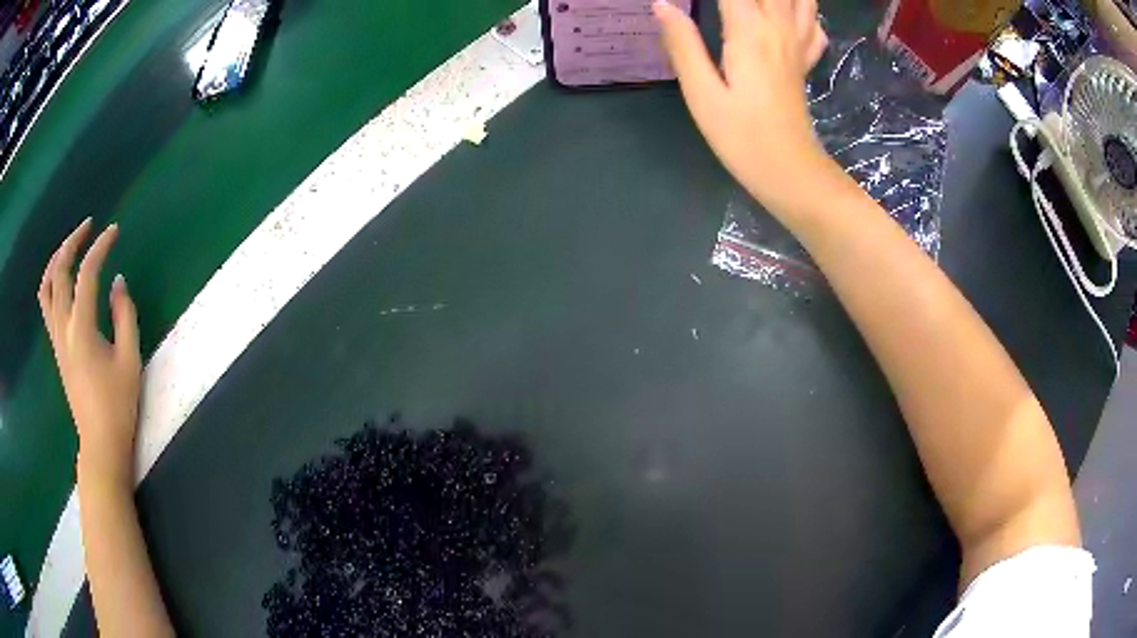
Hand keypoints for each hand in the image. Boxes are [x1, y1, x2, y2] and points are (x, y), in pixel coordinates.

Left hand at [39, 219, 140, 488]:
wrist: (100, 443)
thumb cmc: (118, 405)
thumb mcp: (130, 359)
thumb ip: (124, 315)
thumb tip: (117, 282)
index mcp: (81, 328)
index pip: (87, 273)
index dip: (100, 247)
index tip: (114, 231)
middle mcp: (63, 327)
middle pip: (59, 272)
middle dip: (72, 242)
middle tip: (89, 227)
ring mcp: (57, 338)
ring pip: (47, 287)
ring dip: (57, 260)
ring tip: (70, 247)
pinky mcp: (57, 348)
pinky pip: (47, 305)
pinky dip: (52, 282)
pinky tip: (63, 280)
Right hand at [654, 0, 828, 210]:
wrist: (791, 171)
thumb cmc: (742, 137)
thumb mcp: (702, 94)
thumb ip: (683, 44)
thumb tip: (661, 5)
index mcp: (750, 31)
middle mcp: (779, 28)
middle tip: (728, 4)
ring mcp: (798, 45)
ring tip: (755, 3)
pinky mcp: (805, 61)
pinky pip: (813, 24)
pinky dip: (801, 11)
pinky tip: (783, 15)